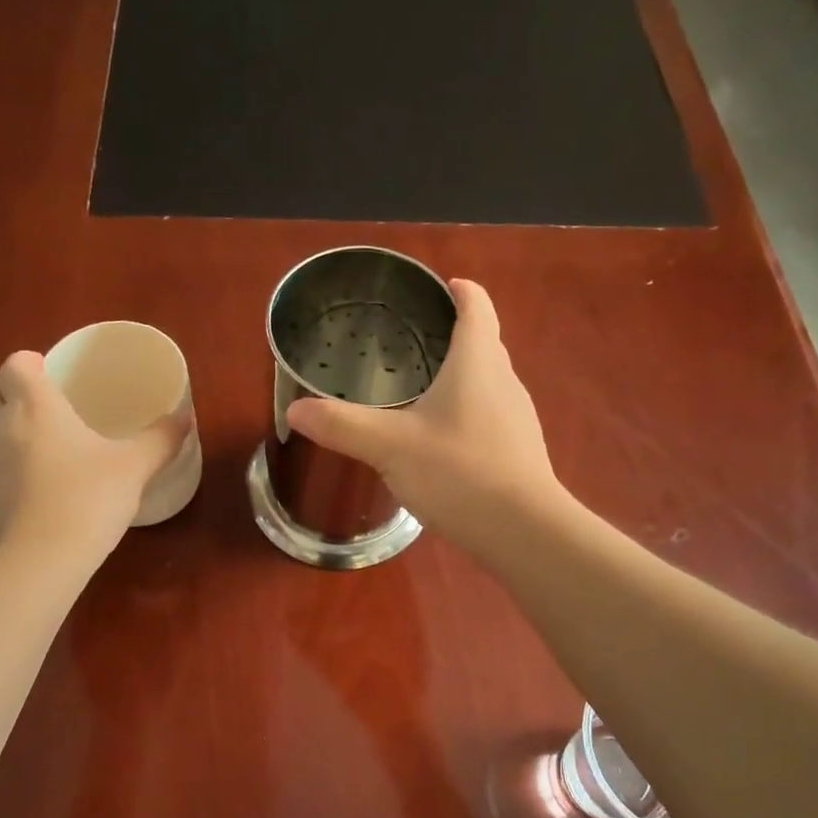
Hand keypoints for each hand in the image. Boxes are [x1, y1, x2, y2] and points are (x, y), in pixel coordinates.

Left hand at [0, 352, 188, 560]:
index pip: (13, 364)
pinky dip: (9, 475)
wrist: (37, 562)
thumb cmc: (87, 499)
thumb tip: (185, 417)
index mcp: (34, 407)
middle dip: (3, 389)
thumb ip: (160, 439)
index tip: (51, 374)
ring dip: (7, 434)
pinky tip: (41, 498)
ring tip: (49, 456)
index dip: (29, 364)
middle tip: (41, 405)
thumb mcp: (134, 468)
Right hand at [286, 279, 558, 553]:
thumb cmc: (459, 472)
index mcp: (478, 363)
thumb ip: (342, 426)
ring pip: (487, 383)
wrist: (523, 532)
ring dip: (460, 378)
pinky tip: (439, 441)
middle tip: (412, 341)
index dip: (461, 291)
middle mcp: (504, 382)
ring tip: (421, 388)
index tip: (442, 286)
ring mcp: (516, 420)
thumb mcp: (390, 446)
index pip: (477, 308)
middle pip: (484, 344)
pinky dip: (465, 414)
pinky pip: (489, 417)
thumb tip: (294, 410)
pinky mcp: (518, 452)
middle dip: (454, 335)